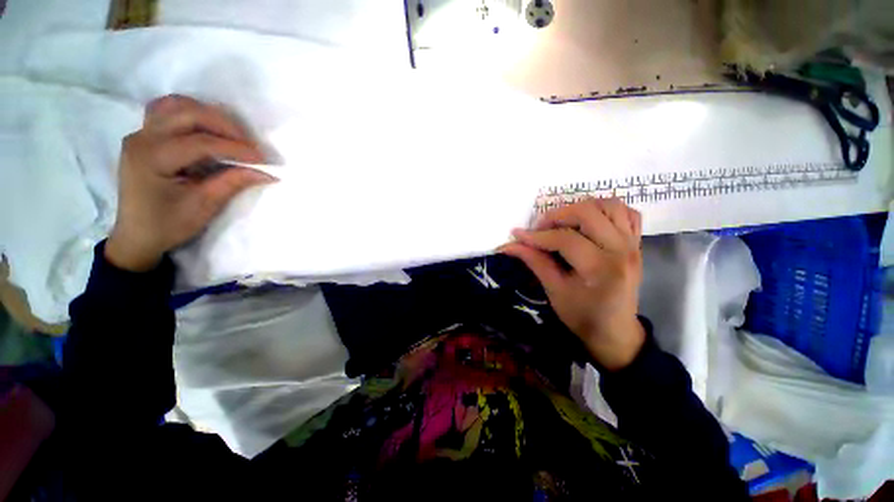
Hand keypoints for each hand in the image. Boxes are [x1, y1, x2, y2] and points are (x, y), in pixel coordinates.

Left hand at [105, 95, 274, 271]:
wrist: (137, 234)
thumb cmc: (168, 224)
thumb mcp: (203, 206)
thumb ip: (232, 183)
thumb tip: (265, 172)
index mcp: (152, 158)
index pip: (200, 142)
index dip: (235, 148)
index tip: (263, 159)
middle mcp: (142, 138)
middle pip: (188, 114)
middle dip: (225, 126)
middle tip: (250, 145)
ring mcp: (140, 134)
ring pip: (176, 105)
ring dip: (208, 114)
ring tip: (231, 134)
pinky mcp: (144, 136)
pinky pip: (167, 111)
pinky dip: (190, 113)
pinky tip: (206, 127)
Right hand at [500, 198, 644, 370]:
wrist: (615, 332)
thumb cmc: (582, 316)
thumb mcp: (554, 290)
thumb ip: (534, 262)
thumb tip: (510, 245)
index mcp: (601, 268)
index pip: (565, 239)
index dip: (537, 236)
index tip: (517, 235)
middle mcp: (621, 249)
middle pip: (588, 213)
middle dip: (557, 215)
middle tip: (540, 228)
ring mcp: (633, 244)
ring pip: (609, 205)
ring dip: (581, 208)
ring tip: (563, 222)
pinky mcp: (636, 243)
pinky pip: (627, 213)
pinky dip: (606, 210)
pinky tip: (590, 221)